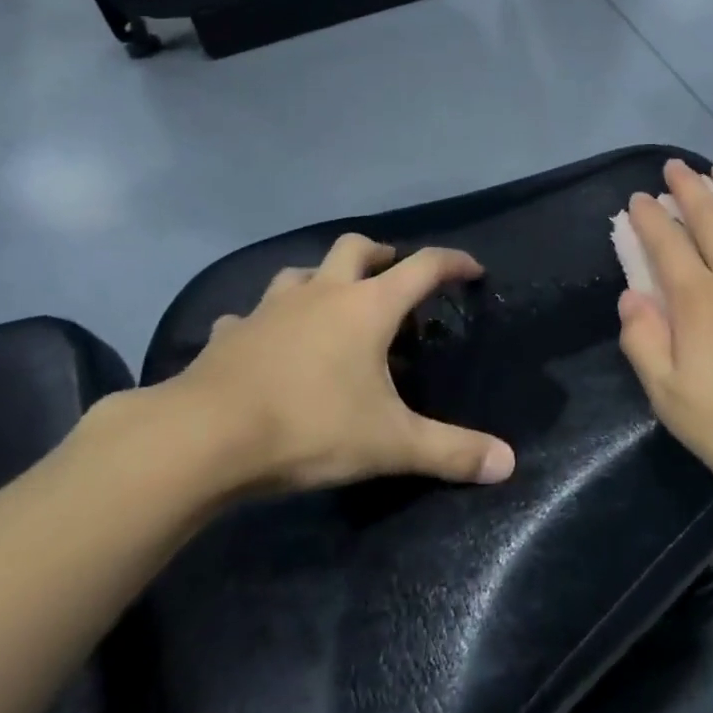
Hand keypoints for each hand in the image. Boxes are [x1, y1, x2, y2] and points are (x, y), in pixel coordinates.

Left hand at [149, 235, 516, 498]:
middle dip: (380, 254)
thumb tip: (508, 464)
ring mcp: (270, 308)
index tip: (472, 270)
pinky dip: (268, 322)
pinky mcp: (231, 333)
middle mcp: (320, 293)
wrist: (204, 437)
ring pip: (302, 272)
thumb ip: (451, 451)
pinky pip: (252, 315)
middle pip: (356, 247)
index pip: (423, 267)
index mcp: (366, 307)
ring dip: (322, 280)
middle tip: (392, 276)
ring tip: (332, 305)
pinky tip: (266, 343)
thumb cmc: (310, 426)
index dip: (453, 263)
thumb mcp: (390, 444)